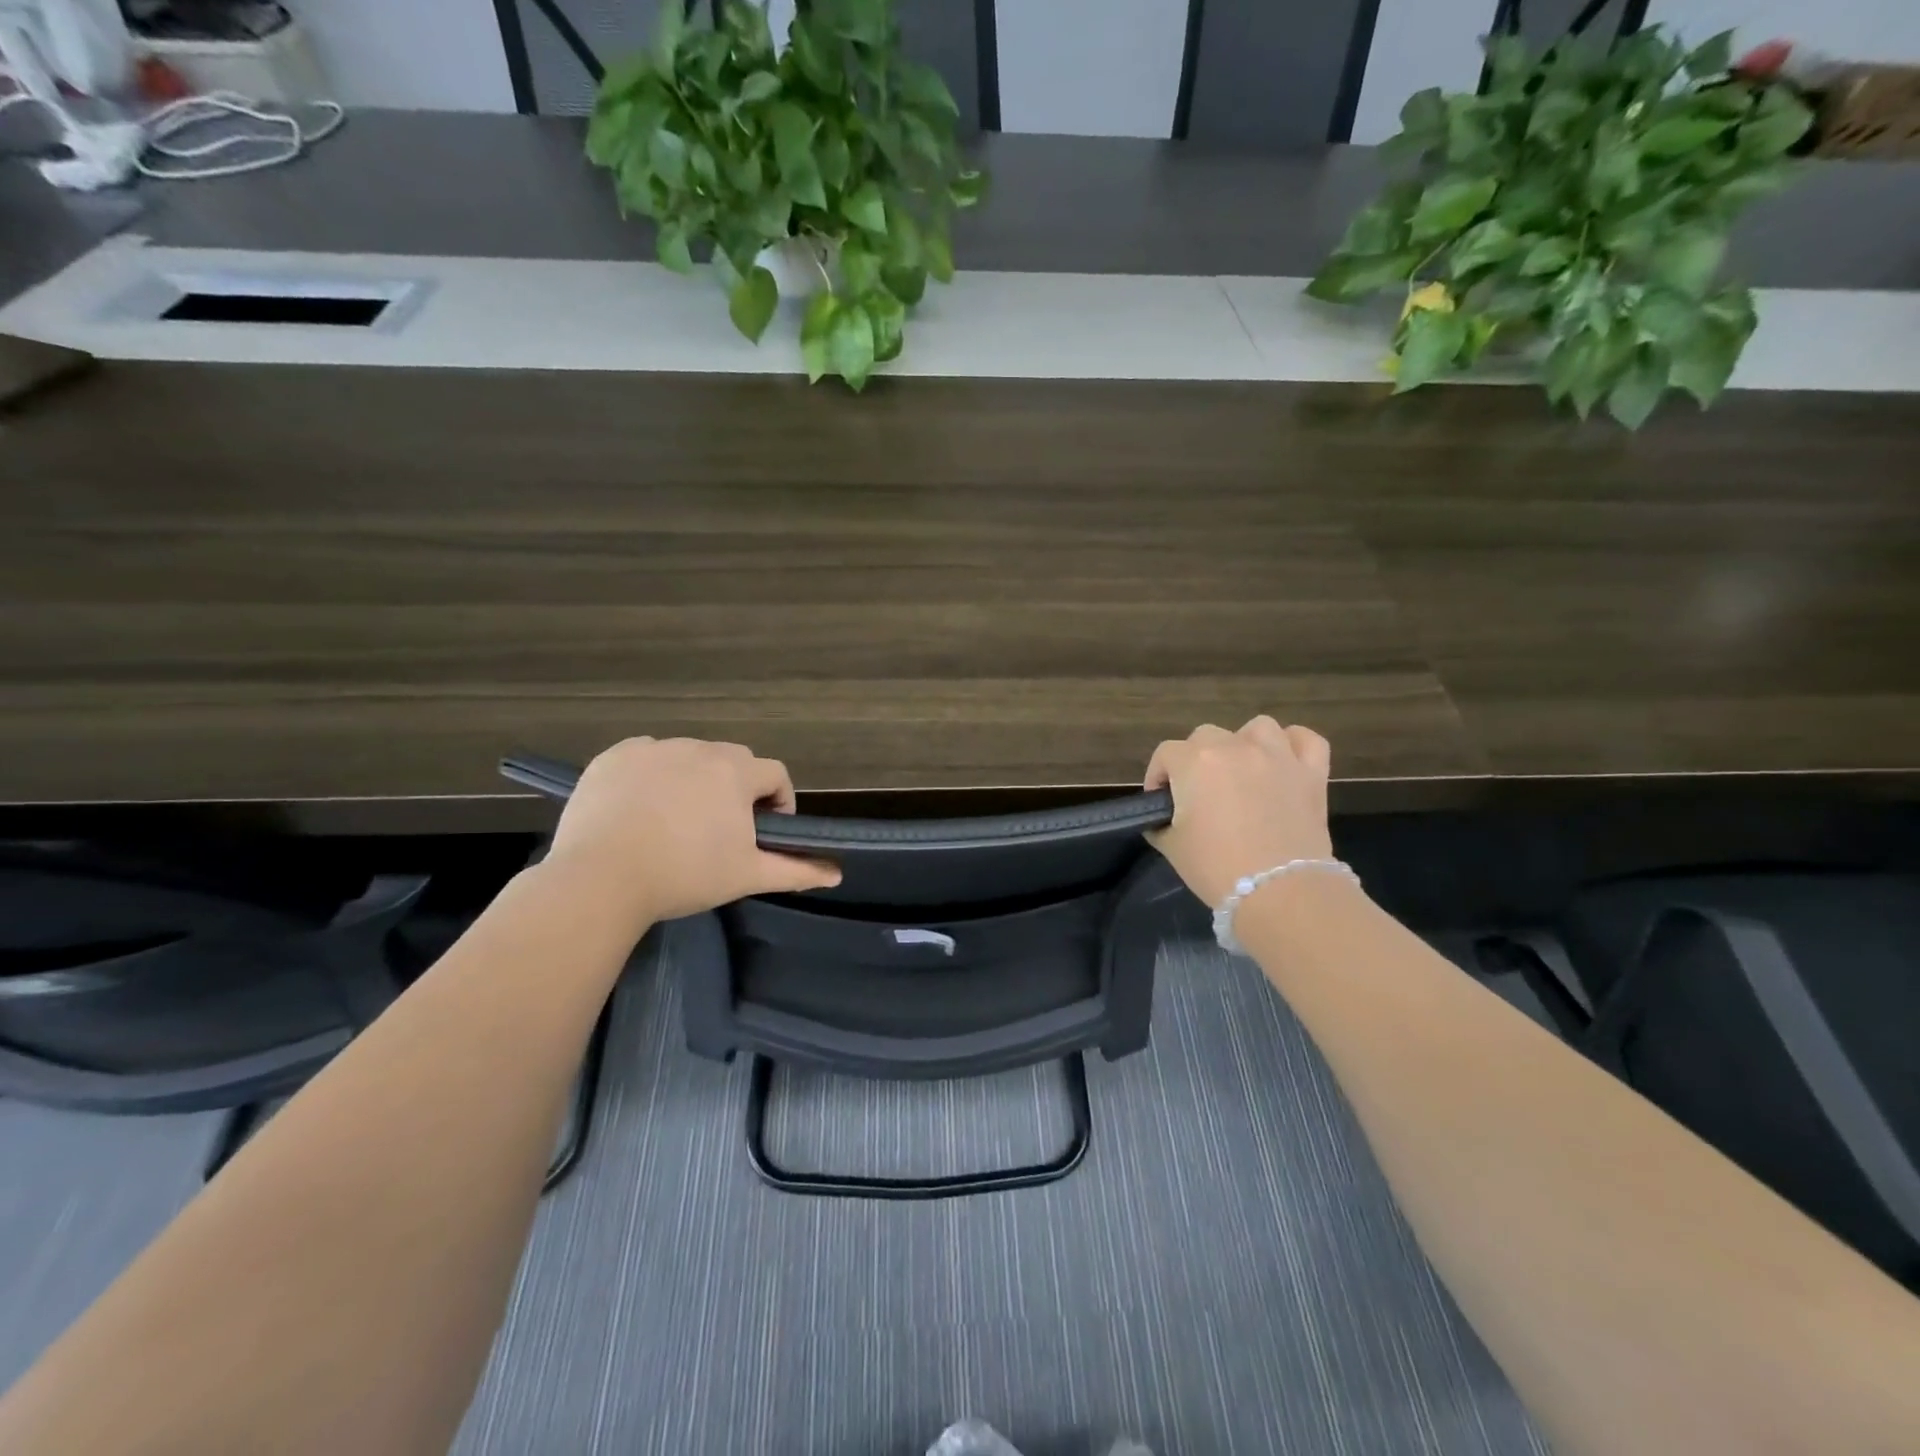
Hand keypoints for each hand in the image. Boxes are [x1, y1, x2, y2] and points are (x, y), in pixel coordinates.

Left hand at [541, 737, 840, 928]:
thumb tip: (837, 874)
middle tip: (721, 830)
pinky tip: (641, 808)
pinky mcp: (613, 756)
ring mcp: (653, 748)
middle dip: (736, 789)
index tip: (764, 832)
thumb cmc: (684, 875)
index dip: (778, 801)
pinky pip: (646, 756)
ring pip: (689, 757)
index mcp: (735, 772)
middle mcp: (698, 748)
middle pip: (733, 761)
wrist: (600, 880)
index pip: (775, 774)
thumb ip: (796, 870)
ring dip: (695, 780)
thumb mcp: (747, 876)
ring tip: (678, 821)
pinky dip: (652, 775)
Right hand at [1144, 717, 1334, 907]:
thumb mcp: (1171, 846)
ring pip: (1257, 727)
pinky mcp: (1312, 772)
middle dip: (1196, 759)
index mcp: (1195, 762)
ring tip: (1242, 771)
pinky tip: (1284, 762)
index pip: (1165, 754)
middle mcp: (1234, 747)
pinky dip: (1293, 745)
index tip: (1160, 802)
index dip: (1158, 776)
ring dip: (1244, 743)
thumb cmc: (1216, 868)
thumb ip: (1160, 822)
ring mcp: (1278, 756)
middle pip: (1206, 735)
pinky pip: (1305, 739)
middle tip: (1199, 793)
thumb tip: (1161, 817)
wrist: (1279, 892)